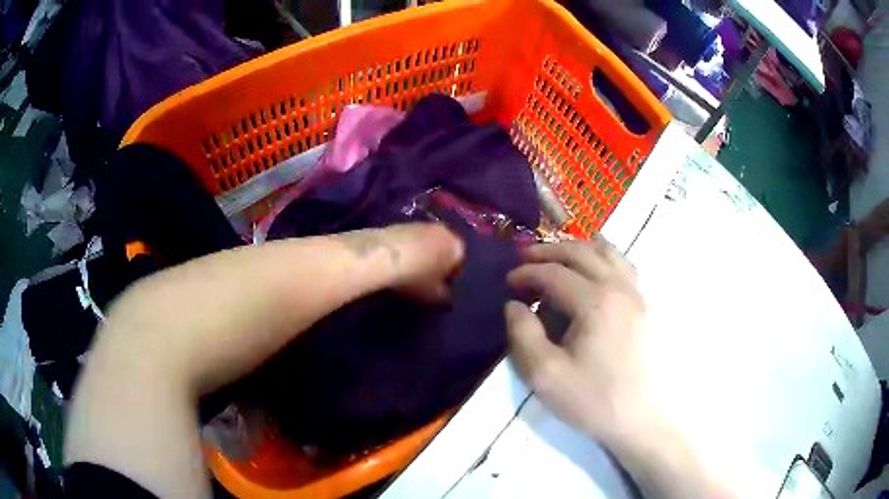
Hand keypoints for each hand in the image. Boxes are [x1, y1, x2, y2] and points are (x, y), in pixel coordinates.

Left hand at [95, 223, 463, 395]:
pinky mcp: (249, 336)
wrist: (164, 347)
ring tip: (400, 337)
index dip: (421, 260)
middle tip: (433, 313)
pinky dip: (331, 334)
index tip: (450, 291)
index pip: (381, 244)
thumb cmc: (242, 305)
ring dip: (368, 311)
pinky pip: (304, 326)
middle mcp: (288, 268)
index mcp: (307, 251)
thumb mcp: (319, 276)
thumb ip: (386, 256)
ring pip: (330, 297)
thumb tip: (454, 244)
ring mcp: (264, 302)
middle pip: (357, 267)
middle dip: (400, 283)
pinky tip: (341, 354)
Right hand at [504, 238, 734, 498]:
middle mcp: (619, 287)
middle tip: (524, 260)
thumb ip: (523, 334)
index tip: (508, 282)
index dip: (527, 273)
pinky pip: (623, 264)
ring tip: (555, 258)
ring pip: (606, 251)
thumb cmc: (591, 398)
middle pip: (580, 252)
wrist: (635, 417)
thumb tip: (515, 306)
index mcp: (596, 302)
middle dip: (548, 252)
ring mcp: (636, 293)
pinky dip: (602, 256)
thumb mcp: (544, 374)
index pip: (554, 273)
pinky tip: (593, 268)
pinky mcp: (642, 304)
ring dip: (576, 248)